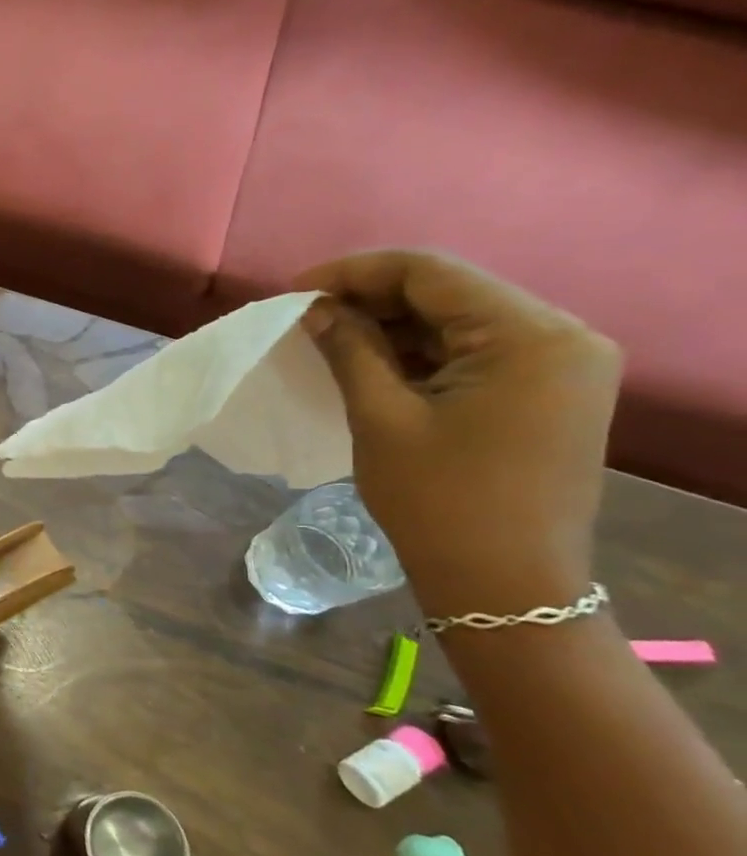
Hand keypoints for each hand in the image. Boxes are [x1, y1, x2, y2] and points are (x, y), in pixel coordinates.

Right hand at [293, 251, 621, 616]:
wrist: (503, 582)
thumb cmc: (438, 500)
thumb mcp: (381, 417)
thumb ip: (350, 349)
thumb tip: (315, 308)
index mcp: (531, 337)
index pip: (432, 273)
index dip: (354, 273)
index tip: (293, 292)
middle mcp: (561, 336)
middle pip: (450, 291)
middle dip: (371, 298)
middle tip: (305, 317)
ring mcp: (560, 364)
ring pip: (459, 320)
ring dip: (391, 325)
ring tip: (328, 338)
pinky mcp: (548, 390)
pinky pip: (473, 350)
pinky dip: (418, 351)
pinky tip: (370, 362)